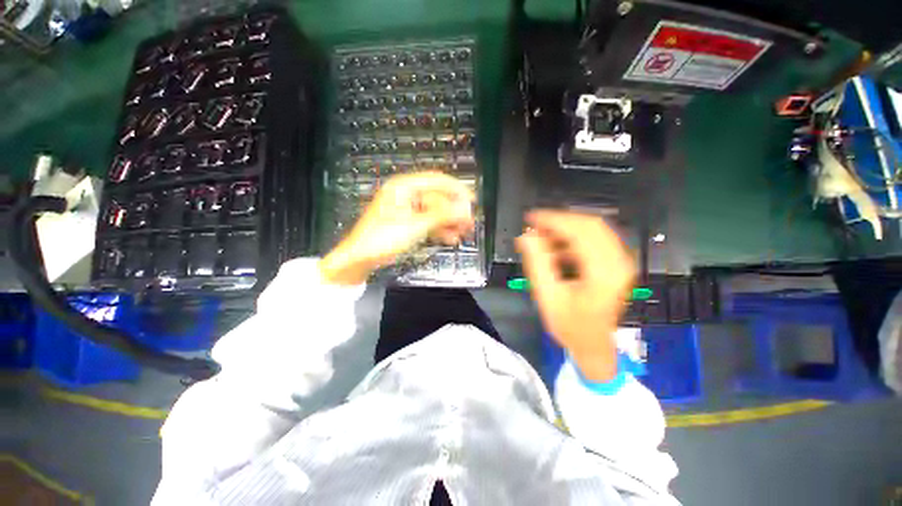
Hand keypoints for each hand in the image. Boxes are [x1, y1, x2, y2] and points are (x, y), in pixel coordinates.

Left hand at [320, 172, 474, 284]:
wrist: (360, 259)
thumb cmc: (381, 239)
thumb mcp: (414, 226)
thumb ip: (441, 216)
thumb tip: (464, 209)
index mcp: (404, 188)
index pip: (436, 181)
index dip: (456, 189)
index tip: (471, 200)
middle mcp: (407, 195)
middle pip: (438, 198)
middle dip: (454, 210)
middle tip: (469, 222)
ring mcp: (408, 209)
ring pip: (435, 212)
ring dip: (449, 221)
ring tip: (463, 232)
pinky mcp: (408, 222)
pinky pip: (429, 222)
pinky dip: (440, 229)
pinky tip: (450, 238)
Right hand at [516, 210, 634, 381]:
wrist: (592, 345)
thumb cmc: (570, 326)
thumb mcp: (548, 296)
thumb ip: (537, 263)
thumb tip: (526, 236)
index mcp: (605, 271)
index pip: (580, 231)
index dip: (554, 220)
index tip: (531, 218)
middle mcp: (619, 262)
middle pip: (590, 225)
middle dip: (559, 221)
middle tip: (534, 226)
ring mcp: (620, 262)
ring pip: (593, 229)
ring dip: (565, 229)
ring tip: (542, 237)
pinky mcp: (615, 264)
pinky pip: (595, 239)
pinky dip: (573, 238)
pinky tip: (555, 248)